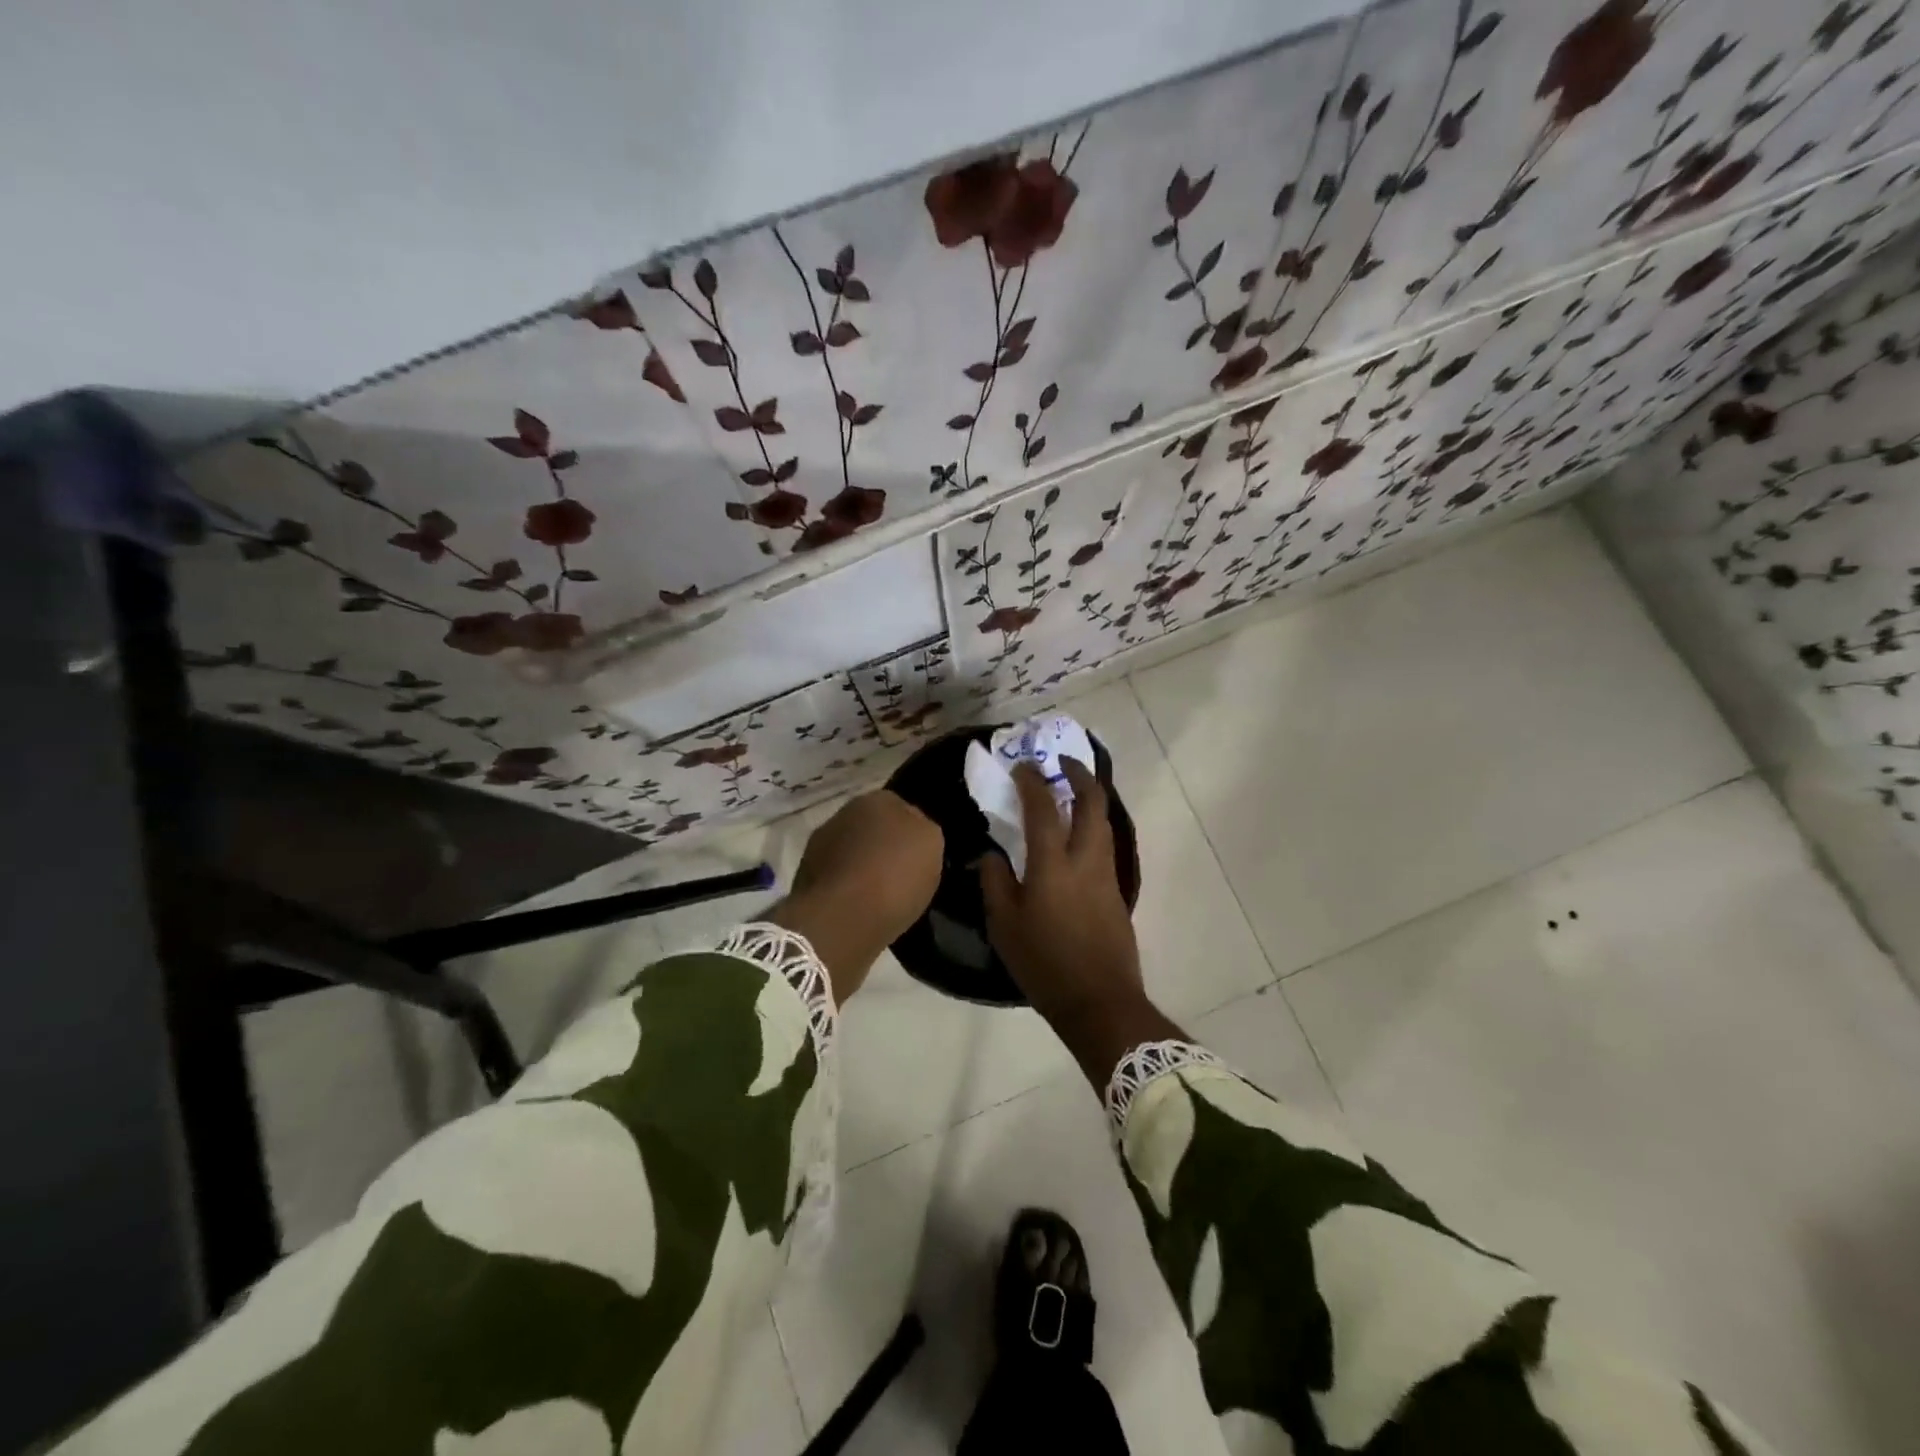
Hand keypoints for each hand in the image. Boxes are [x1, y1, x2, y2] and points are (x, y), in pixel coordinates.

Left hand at [765, 790, 941, 1002]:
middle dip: (884, 847)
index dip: (913, 832)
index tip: (921, 856)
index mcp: (878, 799)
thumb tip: (913, 830)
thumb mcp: (932, 845)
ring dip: (863, 867)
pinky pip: (837, 880)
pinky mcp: (805, 879)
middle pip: (873, 829)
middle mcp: (844, 814)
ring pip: (852, 853)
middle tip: (902, 875)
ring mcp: (819, 845)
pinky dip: (847, 890)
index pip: (903, 808)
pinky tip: (860, 909)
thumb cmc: (894, 876)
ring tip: (881, 897)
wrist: (840, 919)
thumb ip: (924, 829)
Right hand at [981, 760, 1180, 1083]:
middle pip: (1092, 802)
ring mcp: (1106, 874)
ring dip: (1089, 799)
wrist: (1098, 1001)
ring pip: (1103, 822)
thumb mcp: (1004, 925)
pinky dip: (1091, 826)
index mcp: (1053, 865)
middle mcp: (1085, 859)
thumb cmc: (1044, 963)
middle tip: (1061, 764)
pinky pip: (1104, 844)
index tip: (1022, 767)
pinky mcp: (1116, 891)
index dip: (1032, 781)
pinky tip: (1075, 836)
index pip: (1044, 808)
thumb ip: (995, 882)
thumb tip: (993, 854)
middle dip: (1079, 775)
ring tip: (1068, 793)